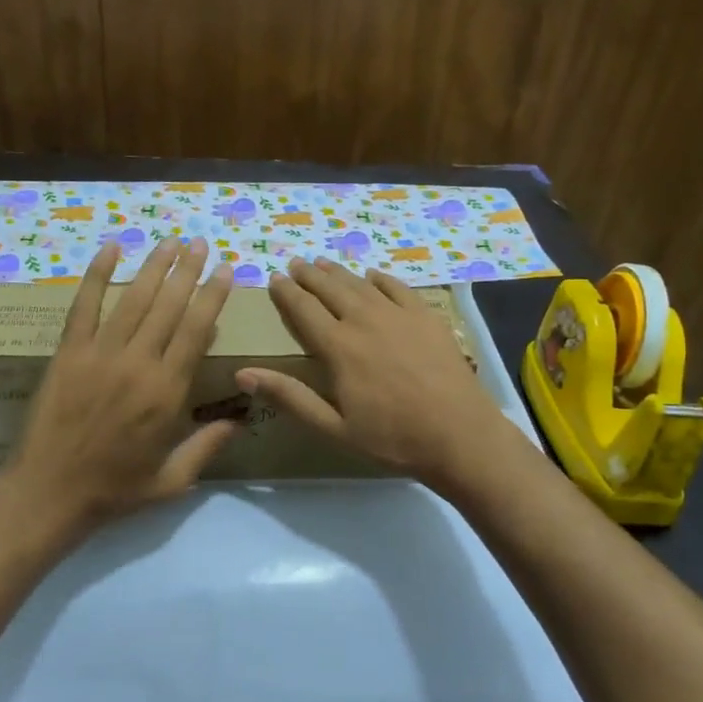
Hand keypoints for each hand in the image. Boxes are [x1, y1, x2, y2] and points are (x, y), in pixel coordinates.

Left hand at [3, 236, 235, 539]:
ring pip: (134, 299)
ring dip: (154, 266)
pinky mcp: (68, 352)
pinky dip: (97, 275)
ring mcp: (100, 353)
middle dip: (188, 270)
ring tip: (170, 241)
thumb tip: (242, 419)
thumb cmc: (115, 488)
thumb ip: (208, 446)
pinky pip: (84, 305)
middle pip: (169, 305)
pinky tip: (111, 249)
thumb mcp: (172, 480)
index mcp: (167, 391)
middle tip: (200, 243)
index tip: (225, 270)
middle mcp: (138, 363)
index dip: (213, 296)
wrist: (49, 492)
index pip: (197, 330)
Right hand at [236, 257, 522, 491]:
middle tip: (296, 263)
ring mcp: (399, 315)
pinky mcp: (427, 317)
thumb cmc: (391, 438)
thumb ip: (289, 397)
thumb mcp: (333, 427)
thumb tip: (243, 373)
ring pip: (361, 284)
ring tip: (324, 263)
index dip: (286, 292)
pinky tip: (373, 276)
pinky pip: (398, 288)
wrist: (459, 435)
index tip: (275, 278)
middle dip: (309, 275)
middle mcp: (365, 320)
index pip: (304, 309)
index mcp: (338, 347)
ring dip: (339, 273)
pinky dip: (381, 279)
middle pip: (330, 289)